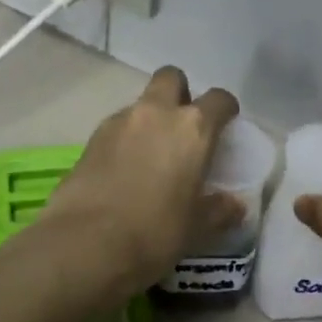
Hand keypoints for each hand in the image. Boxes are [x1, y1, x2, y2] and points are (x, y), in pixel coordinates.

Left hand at [43, 67, 242, 291]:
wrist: (86, 243)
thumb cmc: (155, 233)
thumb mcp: (197, 228)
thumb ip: (219, 210)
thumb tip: (235, 205)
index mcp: (192, 128)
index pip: (218, 99)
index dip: (225, 109)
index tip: (226, 124)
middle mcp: (156, 113)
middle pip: (170, 78)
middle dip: (180, 93)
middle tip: (182, 126)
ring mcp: (118, 122)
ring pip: (140, 103)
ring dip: (150, 119)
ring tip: (151, 155)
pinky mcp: (90, 139)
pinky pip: (116, 127)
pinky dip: (125, 139)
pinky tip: (124, 170)